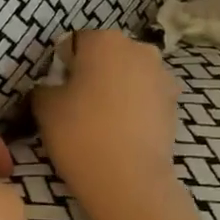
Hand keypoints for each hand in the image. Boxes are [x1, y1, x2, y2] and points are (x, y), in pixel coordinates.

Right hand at [33, 30, 181, 209]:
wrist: (129, 179)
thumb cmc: (80, 133)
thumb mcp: (44, 106)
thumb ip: (44, 87)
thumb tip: (51, 88)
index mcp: (104, 40)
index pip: (73, 44)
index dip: (61, 67)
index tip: (56, 91)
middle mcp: (138, 48)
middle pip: (105, 55)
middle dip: (92, 73)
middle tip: (76, 105)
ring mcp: (162, 76)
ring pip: (128, 75)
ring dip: (115, 89)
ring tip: (101, 121)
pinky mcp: (174, 104)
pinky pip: (145, 97)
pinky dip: (132, 107)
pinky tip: (121, 132)